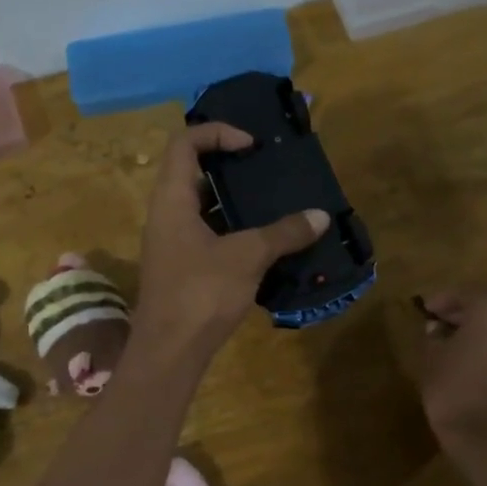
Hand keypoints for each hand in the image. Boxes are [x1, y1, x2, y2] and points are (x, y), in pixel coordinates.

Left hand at [132, 122, 328, 360]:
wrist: (169, 352)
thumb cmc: (200, 293)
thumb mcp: (247, 257)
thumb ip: (283, 233)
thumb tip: (320, 217)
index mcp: (171, 200)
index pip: (184, 144)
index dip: (217, 133)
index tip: (251, 145)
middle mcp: (166, 214)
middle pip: (193, 172)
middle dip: (230, 165)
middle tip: (267, 168)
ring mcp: (172, 243)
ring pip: (202, 207)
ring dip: (235, 201)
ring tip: (274, 201)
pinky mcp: (182, 267)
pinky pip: (208, 234)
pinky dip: (234, 230)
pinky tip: (266, 241)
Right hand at [416, 291, 486, 452]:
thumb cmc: (456, 394)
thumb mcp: (431, 361)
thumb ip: (434, 337)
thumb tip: (439, 330)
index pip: (463, 296)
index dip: (442, 303)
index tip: (427, 311)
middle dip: (468, 320)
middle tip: (445, 331)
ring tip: (466, 354)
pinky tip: (486, 373)